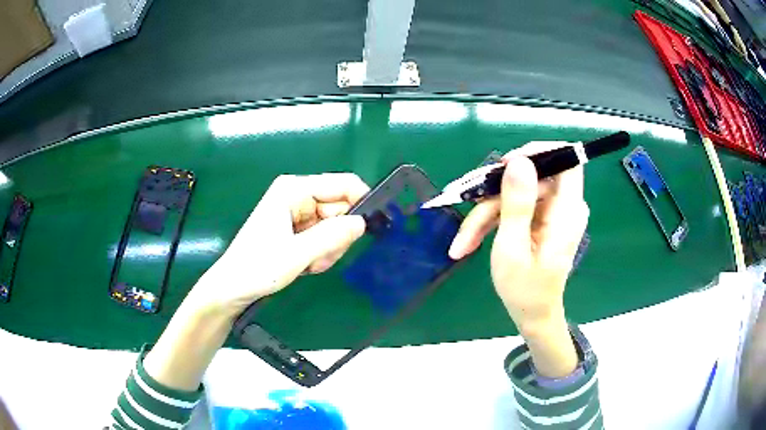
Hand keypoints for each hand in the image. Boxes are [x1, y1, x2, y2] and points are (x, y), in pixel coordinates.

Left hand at [143, 173, 368, 391]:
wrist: (232, 289)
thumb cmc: (257, 268)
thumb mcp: (297, 254)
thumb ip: (332, 237)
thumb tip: (362, 223)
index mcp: (293, 189)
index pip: (342, 184)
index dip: (361, 202)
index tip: (371, 227)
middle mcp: (296, 195)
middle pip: (340, 207)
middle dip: (337, 235)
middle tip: (322, 258)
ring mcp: (296, 212)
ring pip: (334, 225)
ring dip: (329, 248)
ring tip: (310, 264)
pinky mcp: (296, 229)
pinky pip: (323, 236)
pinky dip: (321, 253)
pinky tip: (307, 264)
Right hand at [449, 142, 588, 331]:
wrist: (532, 314)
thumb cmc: (524, 289)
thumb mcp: (513, 247)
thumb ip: (517, 203)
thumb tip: (518, 161)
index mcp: (567, 211)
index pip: (566, 160)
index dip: (538, 153)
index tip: (504, 165)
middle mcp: (564, 206)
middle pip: (530, 179)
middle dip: (494, 196)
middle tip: (466, 217)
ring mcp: (553, 212)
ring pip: (516, 193)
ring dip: (487, 214)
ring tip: (463, 242)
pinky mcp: (542, 218)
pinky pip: (516, 206)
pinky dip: (493, 220)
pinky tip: (471, 240)